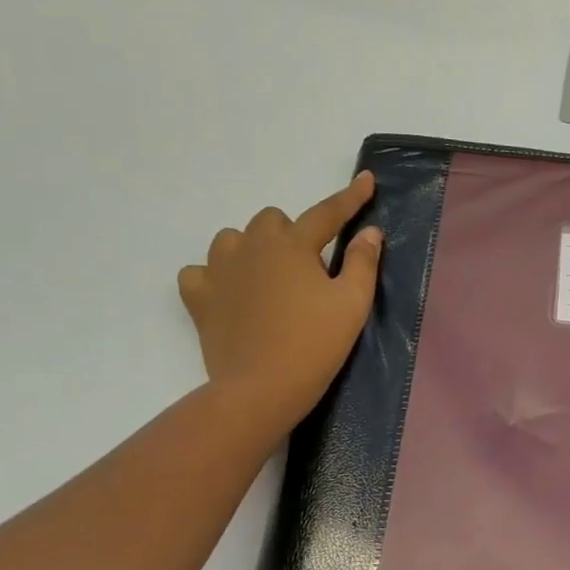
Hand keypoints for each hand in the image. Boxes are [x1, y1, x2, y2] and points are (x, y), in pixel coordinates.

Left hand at [177, 172, 381, 429]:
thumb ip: (363, 263)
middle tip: (310, 270)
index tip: (365, 180)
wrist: (261, 388)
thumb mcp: (353, 304)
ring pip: (233, 239)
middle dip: (292, 234)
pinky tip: (231, 294)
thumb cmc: (315, 345)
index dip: (350, 197)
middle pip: (272, 220)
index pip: (327, 213)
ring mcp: (219, 270)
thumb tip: (369, 232)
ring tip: (269, 279)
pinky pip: (200, 272)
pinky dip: (215, 277)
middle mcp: (251, 246)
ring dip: (252, 250)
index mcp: (293, 246)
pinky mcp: (199, 298)